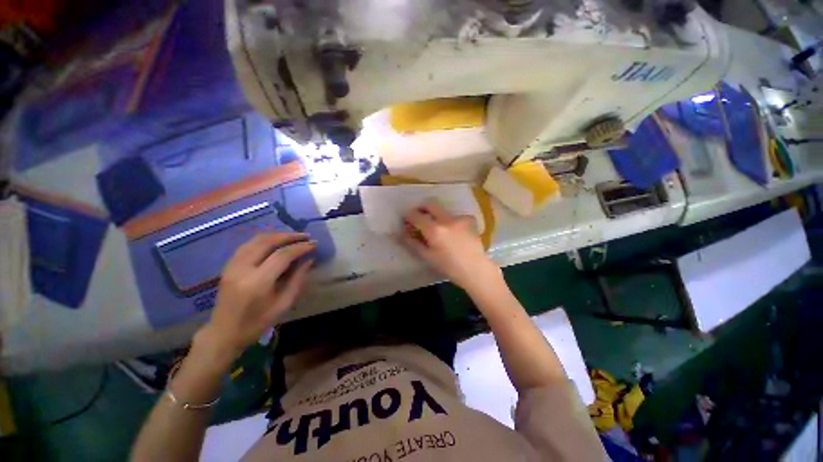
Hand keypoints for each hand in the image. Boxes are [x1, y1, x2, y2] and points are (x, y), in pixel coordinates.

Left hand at [195, 233, 315, 362]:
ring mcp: (232, 265)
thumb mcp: (283, 304)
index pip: (282, 255)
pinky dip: (265, 239)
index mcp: (257, 282)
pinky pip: (248, 244)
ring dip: (277, 235)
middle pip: (268, 241)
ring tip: (294, 237)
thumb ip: (298, 279)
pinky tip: (276, 242)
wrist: (224, 333)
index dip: (300, 247)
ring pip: (256, 240)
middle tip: (306, 236)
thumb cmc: (257, 322)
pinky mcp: (228, 265)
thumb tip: (309, 260)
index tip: (314, 244)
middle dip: (290, 236)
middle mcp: (242, 269)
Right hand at [400, 200, 501, 293]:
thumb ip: (412, 242)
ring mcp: (459, 217)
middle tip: (418, 216)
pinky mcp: (469, 219)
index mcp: (434, 229)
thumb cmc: (449, 267)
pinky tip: (454, 232)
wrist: (476, 270)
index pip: (415, 215)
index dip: (408, 215)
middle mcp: (446, 219)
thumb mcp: (427, 256)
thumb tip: (401, 233)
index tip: (406, 219)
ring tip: (439, 229)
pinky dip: (451, 222)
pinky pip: (455, 216)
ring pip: (443, 210)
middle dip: (421, 208)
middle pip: (430, 204)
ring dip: (437, 216)